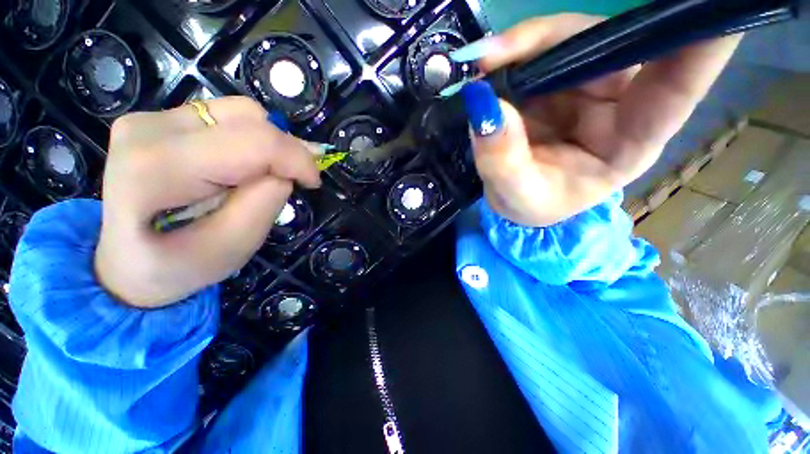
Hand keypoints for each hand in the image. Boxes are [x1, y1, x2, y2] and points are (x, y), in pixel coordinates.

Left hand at [95, 97, 320, 307]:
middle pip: (248, 118)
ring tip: (264, 175)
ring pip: (240, 112)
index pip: (253, 142)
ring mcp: (150, 119)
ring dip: (267, 145)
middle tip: (293, 180)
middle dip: (285, 150)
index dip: (297, 159)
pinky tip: (243, 166)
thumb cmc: (178, 266)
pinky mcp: (158, 119)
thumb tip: (287, 171)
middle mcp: (149, 129)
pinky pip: (225, 117)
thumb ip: (265, 203)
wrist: (127, 261)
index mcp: (157, 169)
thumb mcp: (232, 247)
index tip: (312, 183)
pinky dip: (249, 140)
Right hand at [455, 14, 741, 226]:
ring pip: (570, 42)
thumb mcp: (515, 194)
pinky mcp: (558, 84)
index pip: (678, 87)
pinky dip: (513, 54)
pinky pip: (542, 52)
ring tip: (480, 63)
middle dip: (549, 40)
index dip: (698, 42)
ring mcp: (589, 88)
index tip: (706, 3)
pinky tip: (486, 66)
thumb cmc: (530, 205)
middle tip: (491, 54)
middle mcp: (620, 103)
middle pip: (607, 46)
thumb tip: (484, 105)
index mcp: (630, 141)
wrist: (515, 200)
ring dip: (523, 46)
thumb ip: (501, 158)